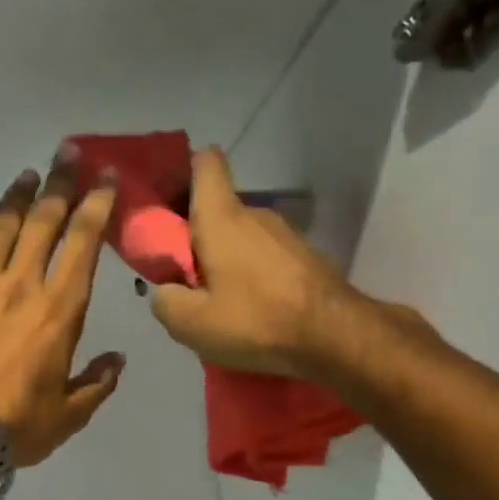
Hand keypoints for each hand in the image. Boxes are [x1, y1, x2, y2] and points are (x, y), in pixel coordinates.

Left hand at [0, 149, 124, 467]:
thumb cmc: (19, 425)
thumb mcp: (72, 413)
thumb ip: (98, 382)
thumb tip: (117, 360)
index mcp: (59, 310)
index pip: (83, 244)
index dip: (97, 205)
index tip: (106, 176)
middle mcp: (20, 287)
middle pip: (42, 223)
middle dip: (58, 185)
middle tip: (67, 154)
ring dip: (13, 200)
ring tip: (25, 177)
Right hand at [149, 148, 370, 378]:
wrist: (333, 336)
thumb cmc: (256, 320)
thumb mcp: (191, 324)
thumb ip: (165, 301)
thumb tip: (165, 290)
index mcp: (222, 218)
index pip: (205, 163)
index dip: (183, 173)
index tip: (169, 204)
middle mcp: (255, 214)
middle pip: (218, 210)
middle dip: (197, 237)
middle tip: (185, 279)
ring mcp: (285, 234)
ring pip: (241, 237)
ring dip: (225, 261)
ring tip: (220, 303)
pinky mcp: (304, 256)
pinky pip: (265, 257)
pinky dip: (252, 275)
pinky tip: (251, 310)